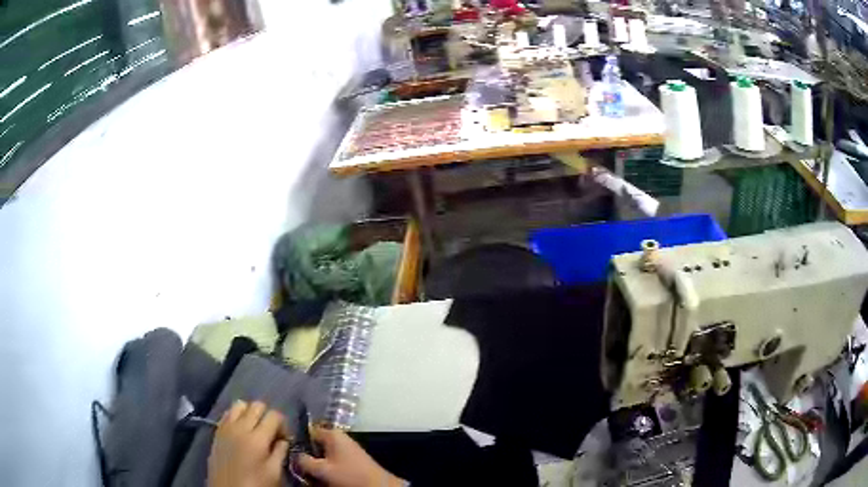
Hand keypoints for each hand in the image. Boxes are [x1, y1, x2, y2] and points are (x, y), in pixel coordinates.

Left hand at [208, 401, 289, 486]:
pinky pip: (227, 412)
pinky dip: (236, 415)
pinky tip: (240, 430)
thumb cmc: (254, 484)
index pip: (274, 415)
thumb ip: (280, 453)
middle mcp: (241, 427)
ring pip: (240, 404)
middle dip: (267, 415)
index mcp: (258, 438)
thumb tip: (283, 440)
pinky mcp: (217, 430)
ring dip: (250, 412)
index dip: (283, 424)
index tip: (284, 437)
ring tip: (255, 428)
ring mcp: (226, 426)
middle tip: (271, 432)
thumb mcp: (274, 473)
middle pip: (257, 405)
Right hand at [296, 426, 403, 486]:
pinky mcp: (351, 461)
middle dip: (307, 456)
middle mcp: (339, 439)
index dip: (298, 441)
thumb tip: (294, 456)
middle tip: (297, 466)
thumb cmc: (350, 475)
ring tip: (308, 474)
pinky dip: (326, 469)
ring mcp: (346, 450)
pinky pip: (332, 463)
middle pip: (315, 445)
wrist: (379, 486)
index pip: (308, 432)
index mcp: (332, 434)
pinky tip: (321, 478)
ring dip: (316, 465)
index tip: (288, 451)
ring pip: (323, 456)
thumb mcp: (323, 470)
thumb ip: (304, 461)